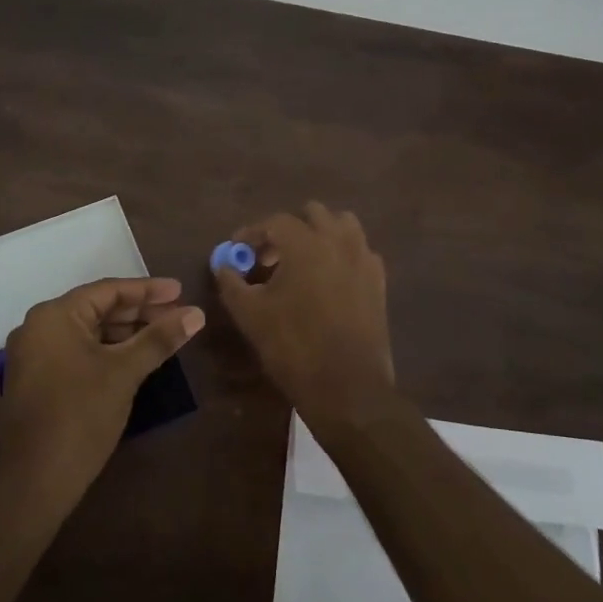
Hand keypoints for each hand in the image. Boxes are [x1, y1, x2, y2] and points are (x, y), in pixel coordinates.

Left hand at [0, 277, 204, 496]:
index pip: (108, 290)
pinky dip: (108, 350)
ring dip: (126, 332)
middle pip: (98, 309)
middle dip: (140, 312)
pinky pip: (79, 351)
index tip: (181, 291)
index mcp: (54, 315)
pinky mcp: (39, 379)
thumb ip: (159, 338)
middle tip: (178, 315)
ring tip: (164, 335)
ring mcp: (35, 355)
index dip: (148, 290)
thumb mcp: (125, 372)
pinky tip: (136, 358)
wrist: (36, 479)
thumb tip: (197, 313)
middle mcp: (39, 327)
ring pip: (89, 332)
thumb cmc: (81, 415)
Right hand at [212, 203, 402, 431]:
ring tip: (302, 262)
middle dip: (288, 229)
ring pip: (343, 226)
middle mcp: (339, 241)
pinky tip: (328, 280)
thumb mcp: (250, 314)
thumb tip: (224, 265)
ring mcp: (364, 259)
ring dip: (319, 234)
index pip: (275, 221)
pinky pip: (359, 251)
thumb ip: (231, 282)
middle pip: (313, 214)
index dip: (252, 233)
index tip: (238, 249)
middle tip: (269, 257)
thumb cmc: (293, 346)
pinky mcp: (379, 281)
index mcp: (306, 243)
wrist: (347, 387)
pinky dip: (341, 254)